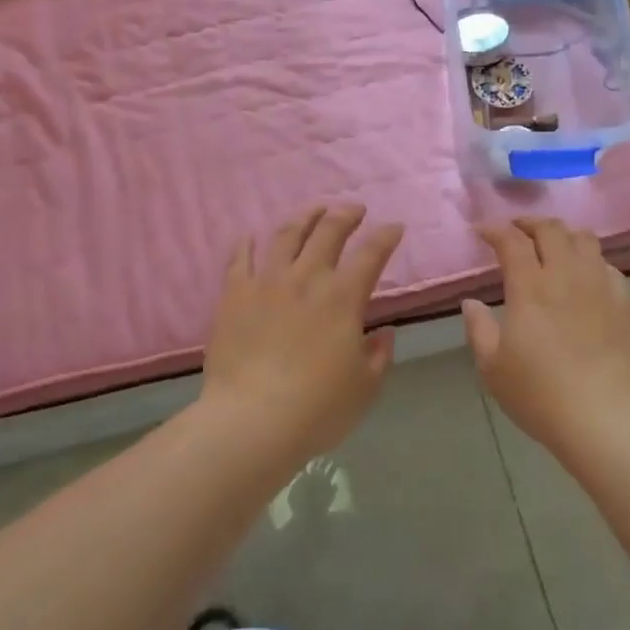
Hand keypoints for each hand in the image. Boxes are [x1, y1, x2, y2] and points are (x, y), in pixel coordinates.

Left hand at [200, 204, 404, 474]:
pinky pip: (239, 259)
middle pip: (328, 231)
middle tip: (354, 209)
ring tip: (313, 210)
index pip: (371, 254)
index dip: (386, 236)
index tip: (394, 227)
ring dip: (304, 217)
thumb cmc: (316, 409)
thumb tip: (384, 333)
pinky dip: (246, 243)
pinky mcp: (234, 294)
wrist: (251, 420)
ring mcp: (266, 282)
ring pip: (287, 235)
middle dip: (346, 214)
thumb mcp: (364, 388)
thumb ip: (378, 356)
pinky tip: (249, 235)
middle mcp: (306, 278)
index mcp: (343, 298)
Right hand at [462, 217, 629, 456]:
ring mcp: (601, 287)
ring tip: (553, 245)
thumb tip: (471, 303)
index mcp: (530, 287)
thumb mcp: (492, 367)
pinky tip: (585, 277)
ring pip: (585, 239)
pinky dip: (591, 262)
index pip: (511, 240)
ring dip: (563, 234)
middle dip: (529, 223)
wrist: (605, 420)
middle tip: (516, 231)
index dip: (494, 229)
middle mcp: (566, 276)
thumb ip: (478, 329)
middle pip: (551, 229)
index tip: (482, 231)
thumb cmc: (540, 394)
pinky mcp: (626, 305)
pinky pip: (608, 267)